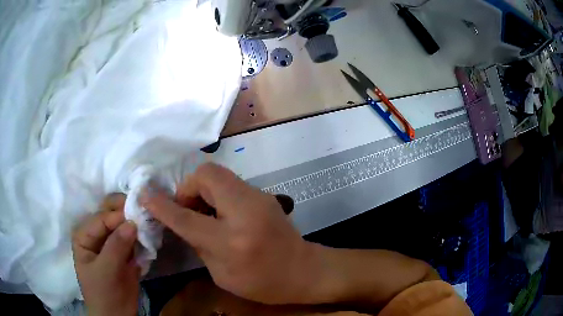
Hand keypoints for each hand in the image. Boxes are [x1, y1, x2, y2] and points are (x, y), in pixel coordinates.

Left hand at [72, 194, 139, 315]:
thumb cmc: (103, 294)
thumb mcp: (106, 271)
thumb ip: (116, 246)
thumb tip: (132, 222)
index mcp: (85, 235)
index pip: (101, 218)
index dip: (118, 215)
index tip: (139, 215)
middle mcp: (97, 235)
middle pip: (111, 217)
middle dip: (127, 214)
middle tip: (145, 214)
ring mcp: (111, 244)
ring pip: (124, 227)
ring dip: (137, 226)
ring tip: (151, 224)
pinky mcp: (125, 254)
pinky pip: (133, 241)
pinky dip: (142, 239)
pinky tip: (151, 238)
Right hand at [140, 163, 321, 304]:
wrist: (303, 271)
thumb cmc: (262, 283)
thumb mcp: (221, 274)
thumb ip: (198, 243)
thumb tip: (181, 220)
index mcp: (231, 242)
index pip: (186, 218)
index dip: (162, 205)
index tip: (145, 195)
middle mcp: (245, 212)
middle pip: (206, 176)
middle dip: (188, 188)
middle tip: (186, 208)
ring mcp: (259, 198)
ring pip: (219, 174)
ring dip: (202, 189)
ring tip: (202, 211)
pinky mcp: (264, 195)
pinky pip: (231, 183)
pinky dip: (217, 193)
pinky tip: (220, 212)